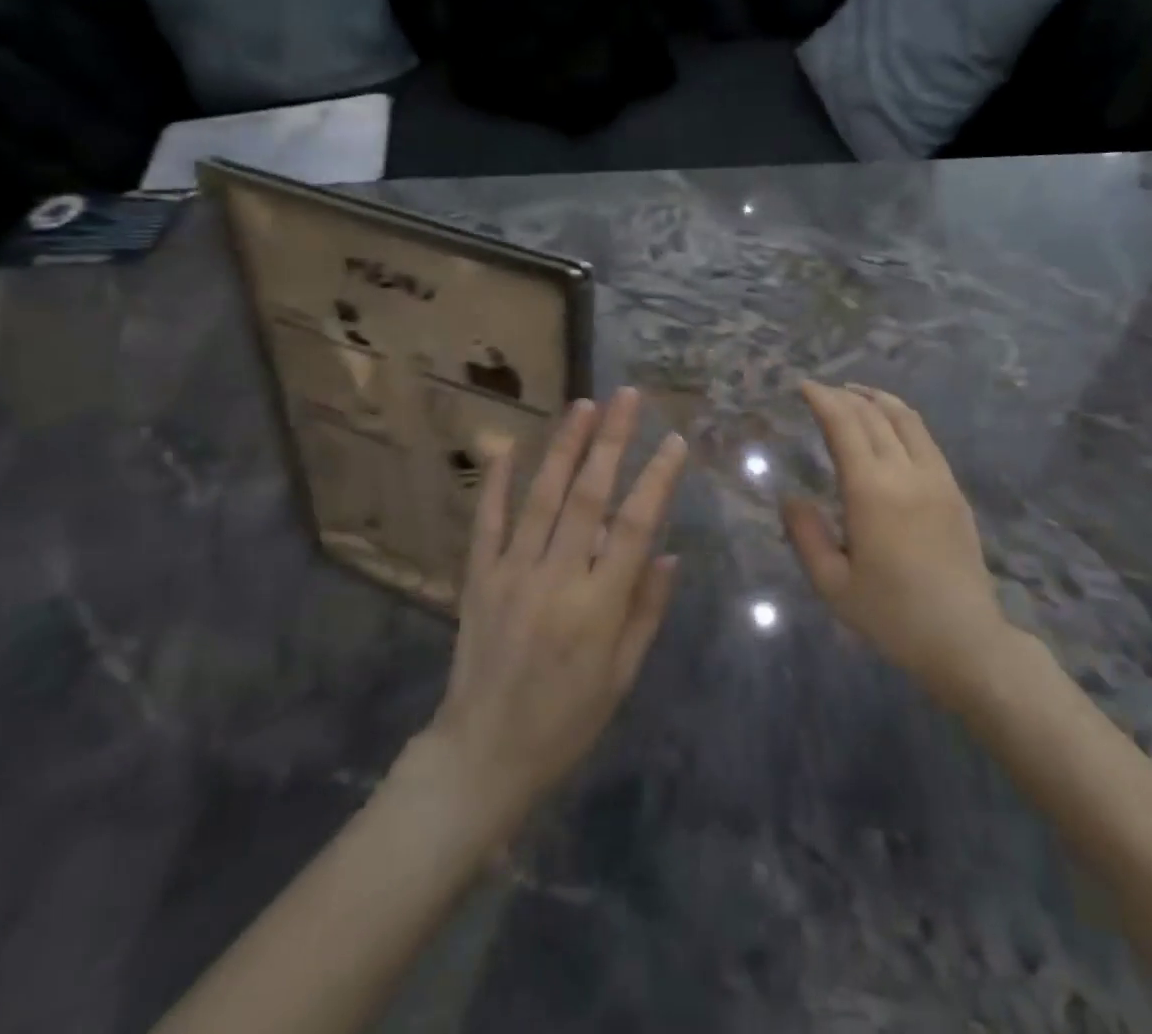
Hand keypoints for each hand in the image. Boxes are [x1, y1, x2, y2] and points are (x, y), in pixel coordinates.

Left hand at [422, 387, 686, 827]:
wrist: (483, 754)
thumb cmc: (566, 721)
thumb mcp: (622, 675)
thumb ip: (646, 611)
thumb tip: (670, 554)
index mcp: (599, 606)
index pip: (635, 526)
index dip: (657, 479)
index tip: (674, 441)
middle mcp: (556, 578)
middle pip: (589, 497)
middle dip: (611, 441)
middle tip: (627, 397)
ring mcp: (512, 573)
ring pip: (542, 497)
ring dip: (564, 447)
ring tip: (583, 405)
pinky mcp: (478, 577)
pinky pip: (487, 521)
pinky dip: (496, 481)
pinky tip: (508, 444)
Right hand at [784, 382, 1010, 706]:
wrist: (965, 640)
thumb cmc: (892, 616)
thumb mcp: (833, 585)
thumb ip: (806, 536)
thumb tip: (790, 497)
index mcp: (872, 492)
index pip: (845, 426)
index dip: (823, 399)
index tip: (804, 386)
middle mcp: (906, 473)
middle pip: (874, 415)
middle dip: (844, 396)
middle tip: (820, 391)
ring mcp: (936, 478)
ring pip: (906, 419)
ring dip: (876, 399)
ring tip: (854, 394)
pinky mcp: (953, 490)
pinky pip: (925, 438)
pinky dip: (901, 418)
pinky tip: (889, 425)